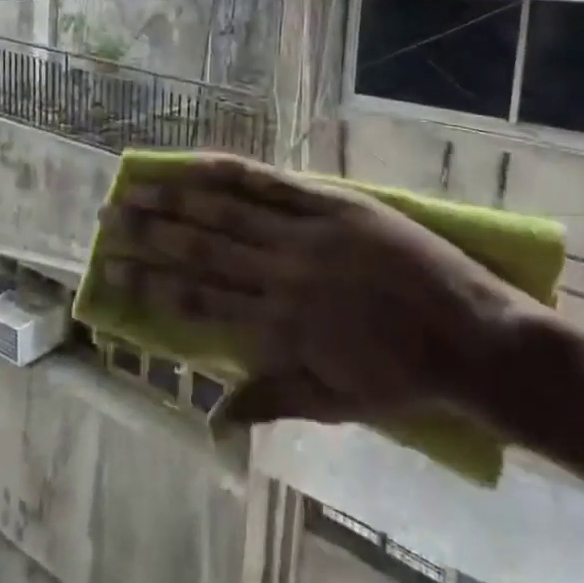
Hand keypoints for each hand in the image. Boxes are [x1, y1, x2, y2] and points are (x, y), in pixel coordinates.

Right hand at [99, 156, 541, 428]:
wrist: (478, 341)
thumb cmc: (405, 379)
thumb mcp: (336, 404)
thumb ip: (270, 400)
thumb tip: (210, 420)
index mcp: (278, 329)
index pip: (195, 304)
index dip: (147, 287)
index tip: (109, 274)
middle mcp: (281, 277)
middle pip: (199, 252)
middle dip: (147, 236)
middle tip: (106, 220)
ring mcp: (307, 236)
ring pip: (226, 214)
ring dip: (175, 199)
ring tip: (135, 187)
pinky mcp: (335, 206)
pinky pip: (275, 185)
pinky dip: (231, 172)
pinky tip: (199, 162)